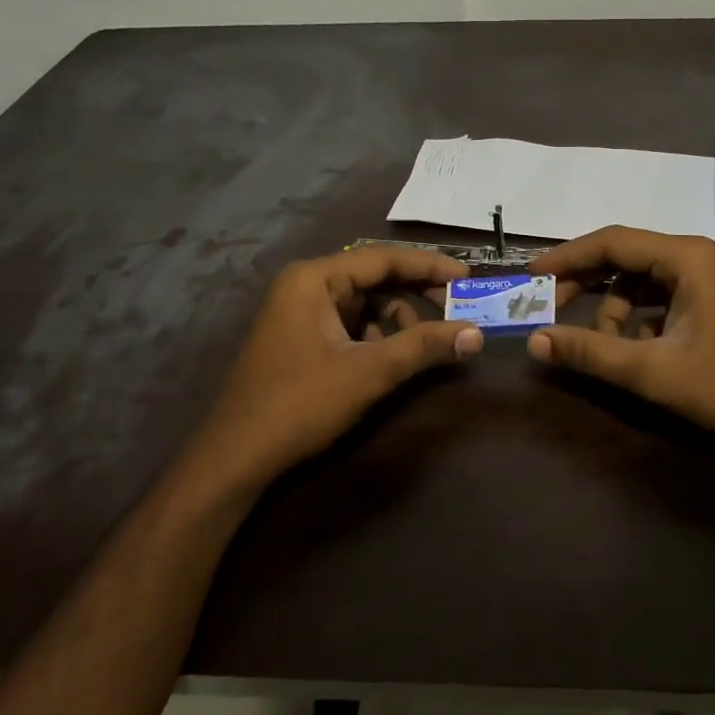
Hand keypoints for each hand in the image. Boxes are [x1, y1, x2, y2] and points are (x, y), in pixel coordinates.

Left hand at [181, 247, 483, 489]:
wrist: (237, 456)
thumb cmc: (300, 403)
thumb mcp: (369, 372)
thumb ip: (423, 347)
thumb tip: (476, 333)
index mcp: (314, 278)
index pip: (383, 258)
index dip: (429, 267)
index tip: (468, 279)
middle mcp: (305, 286)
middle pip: (374, 278)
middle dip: (415, 296)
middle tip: (455, 312)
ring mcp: (299, 312)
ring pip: (364, 303)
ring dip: (397, 320)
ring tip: (421, 346)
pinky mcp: (300, 338)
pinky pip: (349, 324)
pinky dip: (376, 337)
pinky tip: (388, 361)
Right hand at [526, 226, 714, 452]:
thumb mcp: (652, 372)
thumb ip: (590, 353)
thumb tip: (535, 341)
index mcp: (687, 257)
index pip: (612, 242)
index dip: (566, 257)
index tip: (530, 275)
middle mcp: (697, 256)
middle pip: (624, 257)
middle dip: (585, 281)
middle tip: (548, 306)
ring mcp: (708, 278)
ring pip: (640, 280)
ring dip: (612, 308)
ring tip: (601, 346)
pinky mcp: (712, 300)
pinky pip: (659, 297)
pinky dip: (637, 319)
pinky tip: (633, 350)